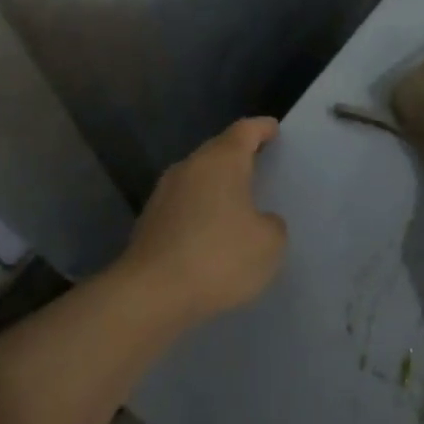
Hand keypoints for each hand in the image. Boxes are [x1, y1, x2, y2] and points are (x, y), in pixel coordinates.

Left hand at [121, 117, 287, 323]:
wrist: (150, 295)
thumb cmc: (218, 257)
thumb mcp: (269, 243)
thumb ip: (271, 224)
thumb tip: (258, 221)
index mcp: (221, 161)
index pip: (245, 130)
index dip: (262, 128)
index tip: (273, 129)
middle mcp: (189, 167)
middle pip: (218, 151)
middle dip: (239, 155)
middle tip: (261, 164)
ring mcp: (163, 194)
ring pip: (198, 178)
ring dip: (217, 186)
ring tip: (239, 201)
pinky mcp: (149, 222)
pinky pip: (184, 205)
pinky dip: (201, 211)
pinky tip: (212, 233)